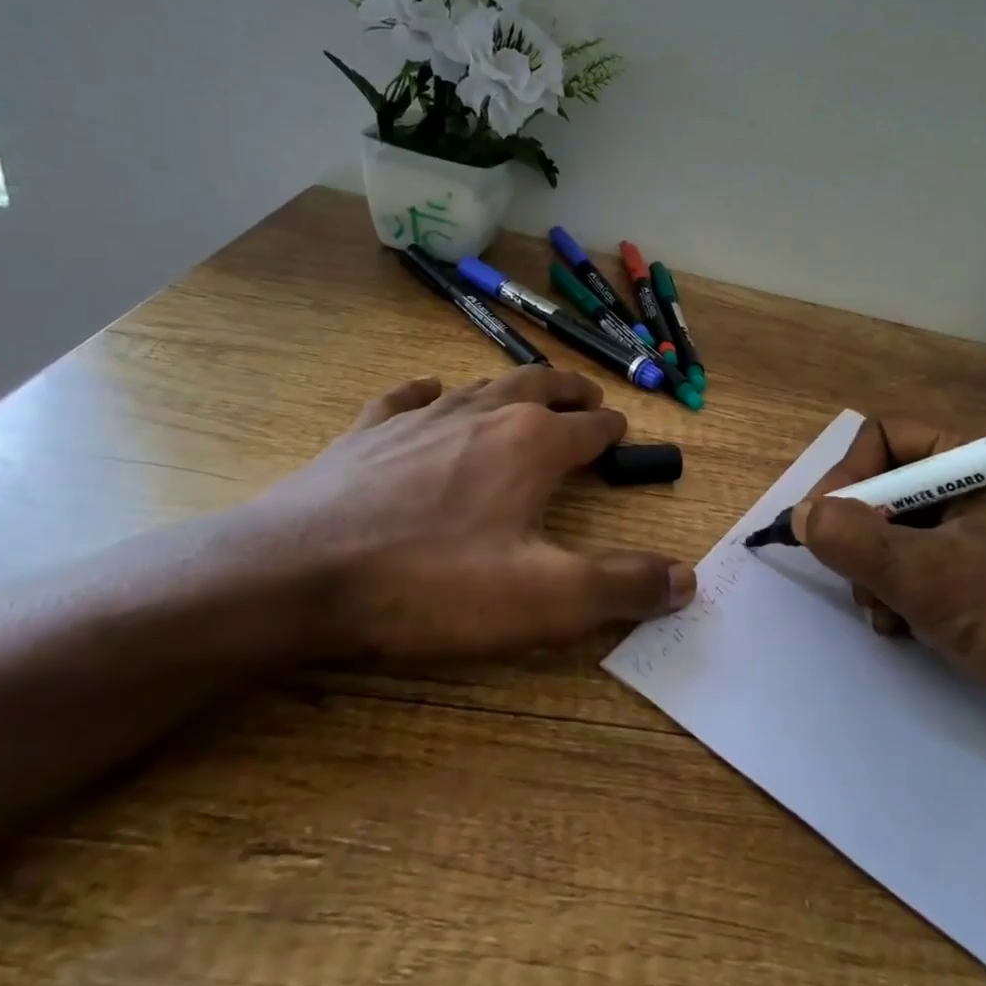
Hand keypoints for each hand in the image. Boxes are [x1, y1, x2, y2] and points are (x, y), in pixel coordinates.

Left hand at [224, 367, 694, 660]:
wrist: (297, 575)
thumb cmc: (431, 585)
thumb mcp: (543, 600)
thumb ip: (622, 587)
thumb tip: (688, 579)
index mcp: (531, 445)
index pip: (589, 429)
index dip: (612, 433)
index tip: (621, 436)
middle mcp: (482, 414)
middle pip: (540, 387)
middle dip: (570, 392)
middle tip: (588, 398)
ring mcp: (420, 416)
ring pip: (481, 384)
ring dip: (513, 385)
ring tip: (526, 392)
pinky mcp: (367, 431)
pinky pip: (409, 397)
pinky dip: (431, 392)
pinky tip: (431, 394)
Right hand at [793, 416, 985, 751]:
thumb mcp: (931, 578)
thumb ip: (855, 540)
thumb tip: (800, 515)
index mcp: (982, 460)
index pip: (887, 437)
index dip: (847, 476)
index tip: (822, 528)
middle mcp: (979, 483)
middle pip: (886, 484)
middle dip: (860, 535)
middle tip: (855, 579)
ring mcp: (980, 528)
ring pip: (893, 528)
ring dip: (874, 571)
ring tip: (884, 613)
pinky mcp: (979, 569)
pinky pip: (915, 561)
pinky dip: (897, 590)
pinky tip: (900, 625)